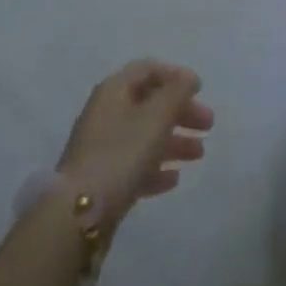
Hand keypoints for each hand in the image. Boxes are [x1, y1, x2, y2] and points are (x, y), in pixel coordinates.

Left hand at [57, 60, 214, 227]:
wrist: (77, 215)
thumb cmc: (121, 154)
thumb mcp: (156, 117)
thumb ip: (177, 93)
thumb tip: (188, 78)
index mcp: (114, 90)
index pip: (148, 69)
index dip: (175, 75)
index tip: (199, 90)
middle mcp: (106, 113)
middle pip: (150, 103)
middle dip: (181, 112)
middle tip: (208, 125)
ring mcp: (102, 148)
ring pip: (145, 135)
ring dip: (174, 141)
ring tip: (199, 154)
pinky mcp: (102, 180)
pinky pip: (134, 164)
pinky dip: (156, 167)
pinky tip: (174, 179)